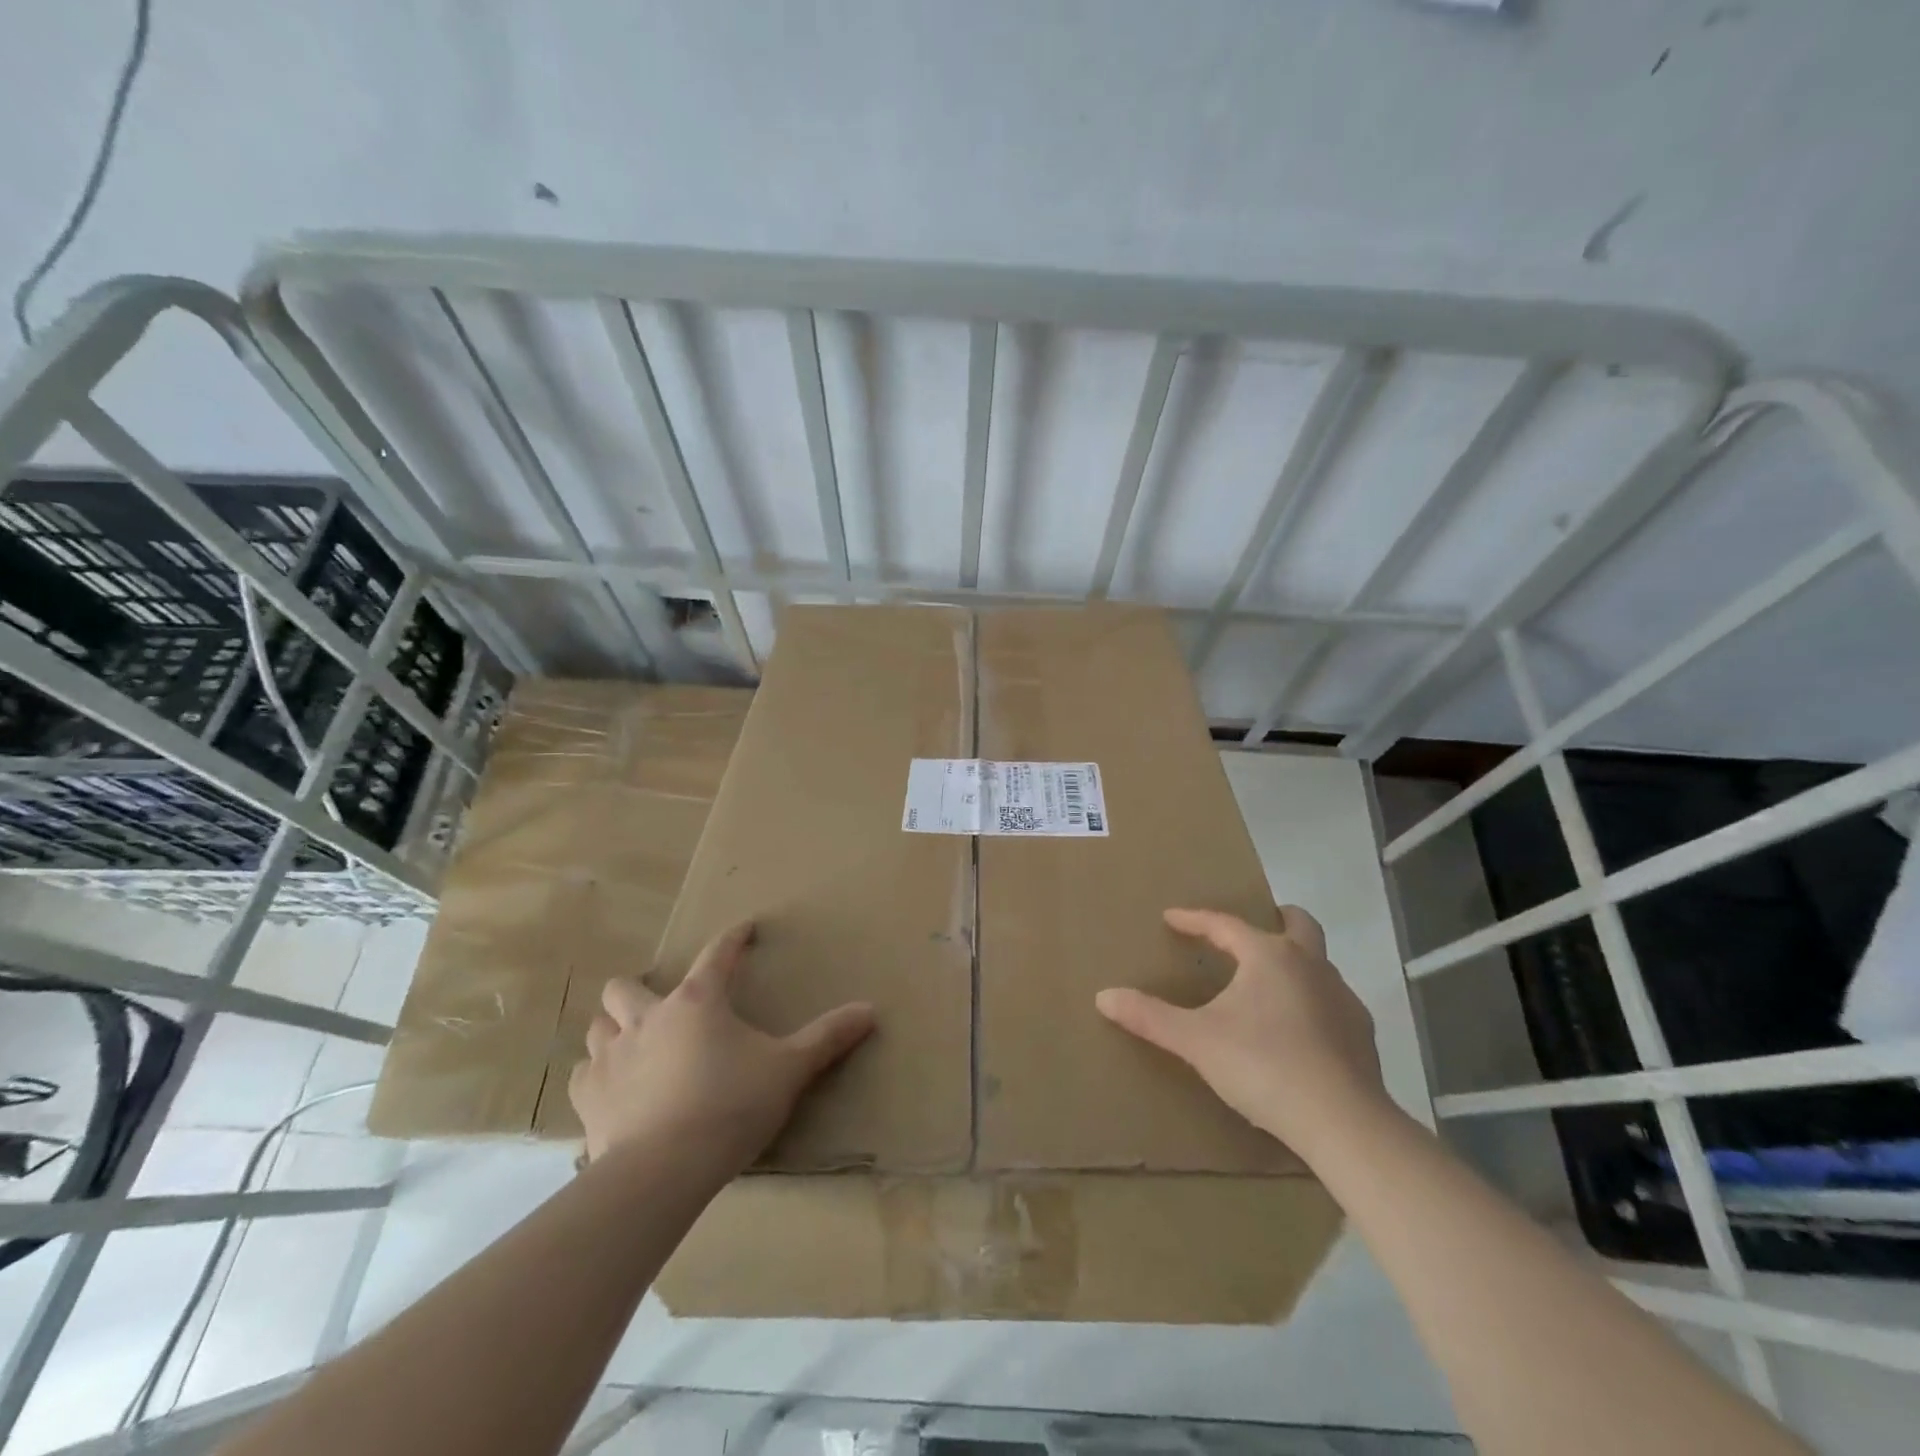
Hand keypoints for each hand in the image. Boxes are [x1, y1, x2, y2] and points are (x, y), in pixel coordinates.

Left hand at [568, 923, 875, 1168]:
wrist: (663, 1170)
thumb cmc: (731, 1106)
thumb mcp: (789, 1069)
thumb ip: (828, 1037)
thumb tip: (870, 1009)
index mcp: (698, 1002)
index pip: (716, 954)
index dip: (732, 938)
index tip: (743, 929)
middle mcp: (647, 1018)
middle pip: (626, 987)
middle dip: (639, 989)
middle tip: (663, 1006)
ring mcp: (612, 1058)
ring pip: (597, 1026)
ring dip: (613, 1028)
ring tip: (633, 1044)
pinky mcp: (589, 1099)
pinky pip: (584, 1075)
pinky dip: (597, 1075)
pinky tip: (613, 1089)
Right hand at [1096, 905, 1390, 1163]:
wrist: (1342, 1123)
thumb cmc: (1262, 1065)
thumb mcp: (1196, 1040)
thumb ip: (1150, 1017)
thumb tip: (1103, 996)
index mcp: (1269, 956)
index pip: (1225, 924)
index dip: (1195, 919)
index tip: (1171, 918)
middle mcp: (1311, 965)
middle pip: (1298, 923)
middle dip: (1274, 919)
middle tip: (1248, 932)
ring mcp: (1342, 998)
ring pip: (1318, 963)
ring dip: (1294, 963)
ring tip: (1267, 986)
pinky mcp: (1361, 1034)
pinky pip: (1332, 1001)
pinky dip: (1312, 1002)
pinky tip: (1297, 1031)